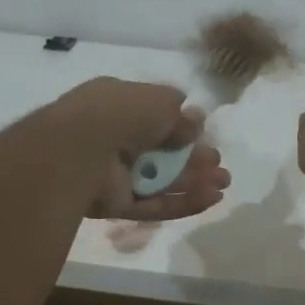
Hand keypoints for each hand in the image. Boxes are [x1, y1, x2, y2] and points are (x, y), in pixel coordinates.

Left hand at [54, 78, 230, 220]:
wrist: (80, 150)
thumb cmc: (120, 114)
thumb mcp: (158, 100)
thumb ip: (179, 112)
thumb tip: (195, 120)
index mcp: (118, 105)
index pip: (154, 116)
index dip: (182, 127)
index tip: (206, 134)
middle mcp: (115, 138)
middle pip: (162, 152)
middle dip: (194, 158)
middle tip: (218, 163)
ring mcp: (114, 174)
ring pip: (160, 180)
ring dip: (193, 181)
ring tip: (223, 183)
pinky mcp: (117, 204)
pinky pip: (154, 204)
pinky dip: (182, 202)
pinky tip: (211, 199)